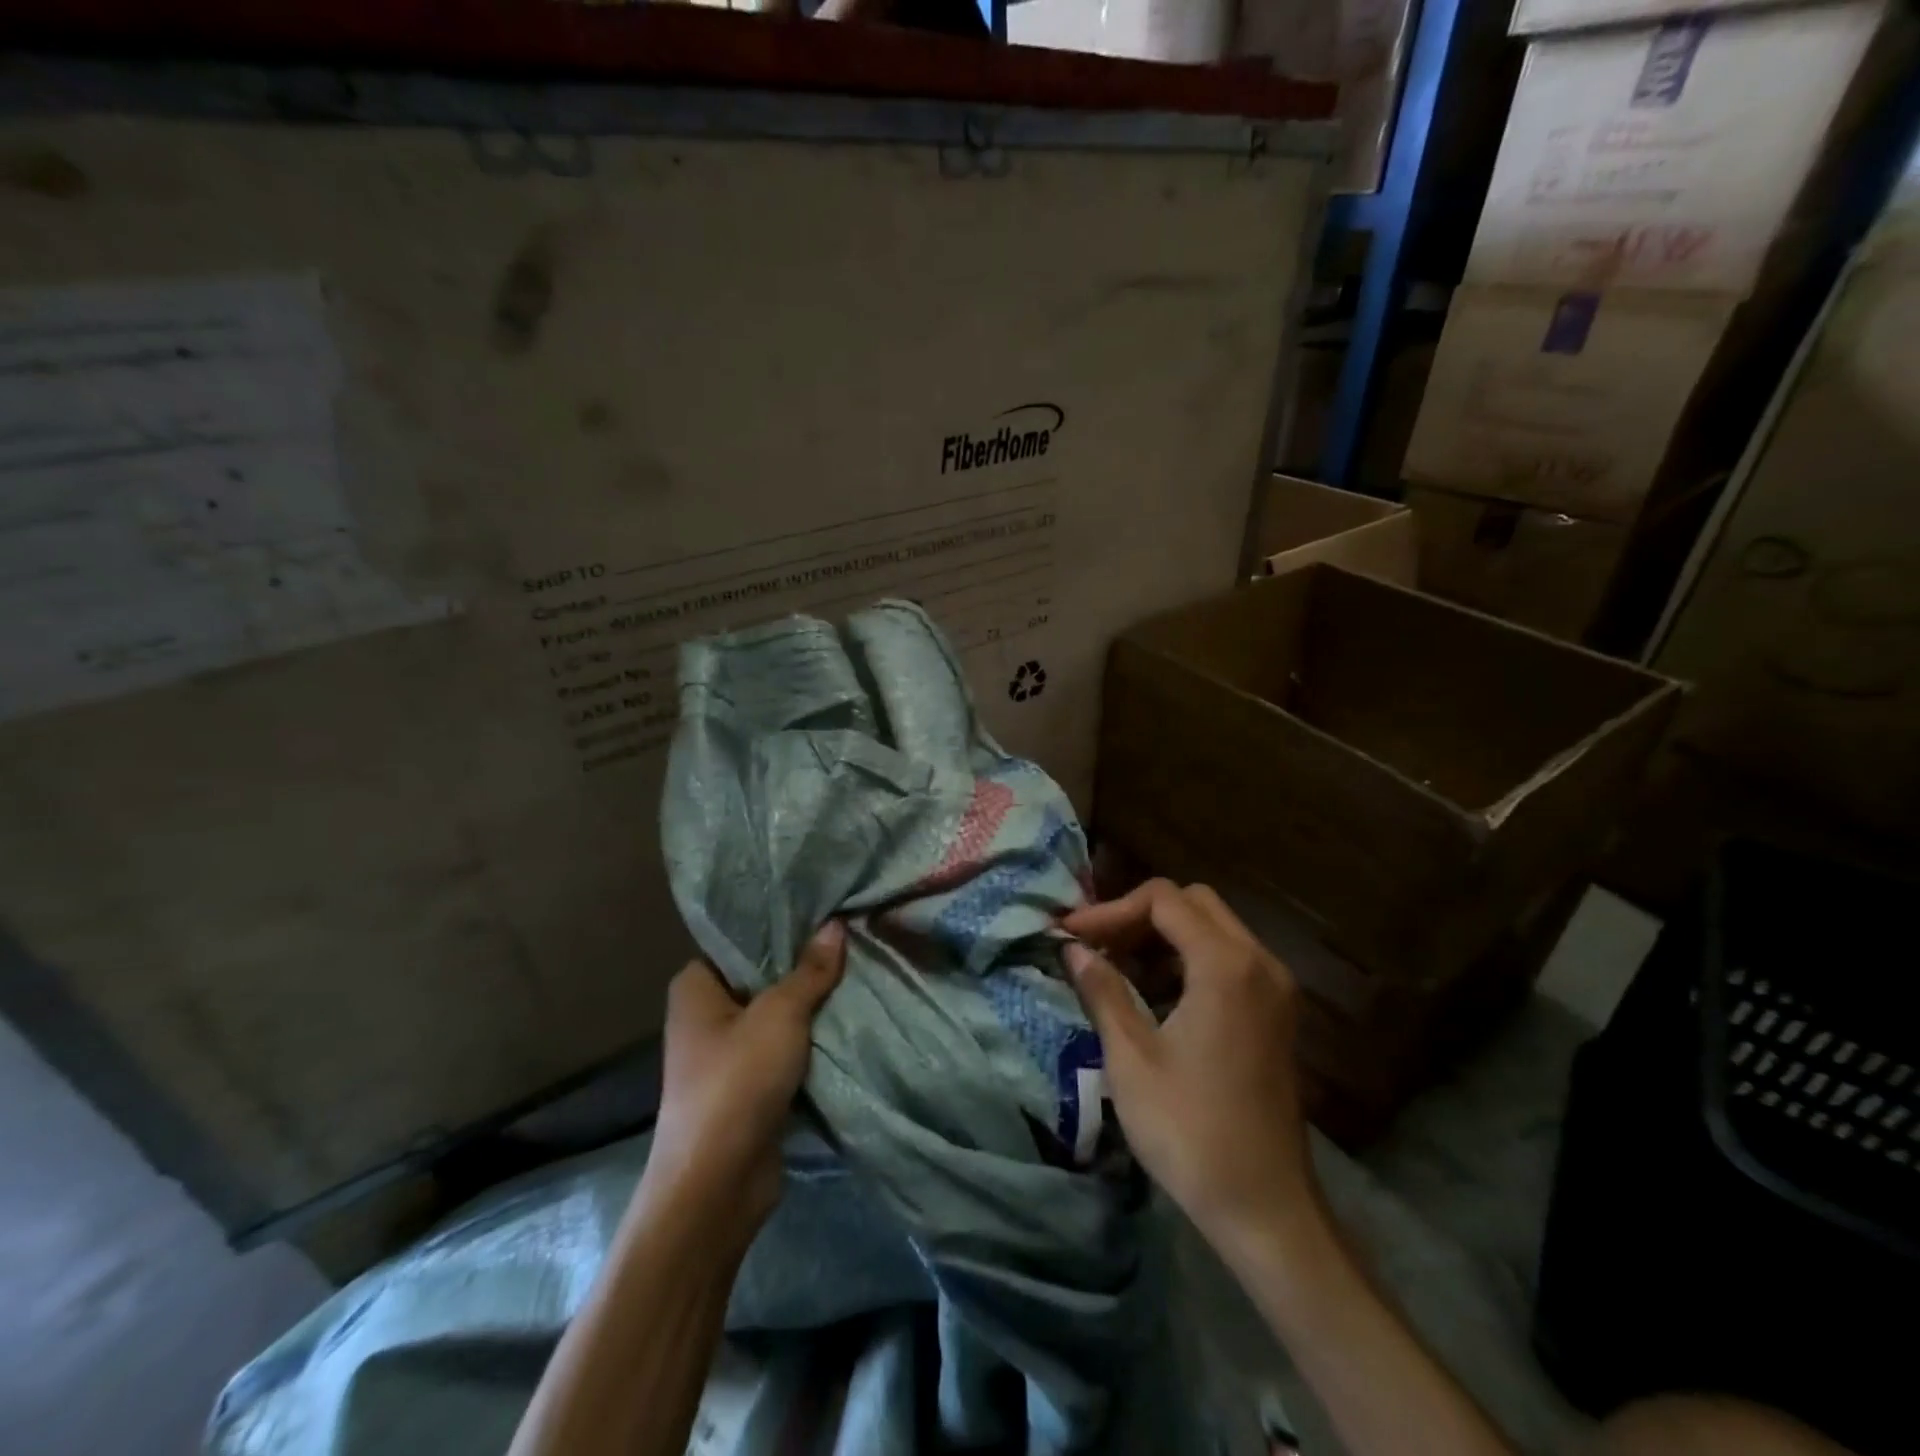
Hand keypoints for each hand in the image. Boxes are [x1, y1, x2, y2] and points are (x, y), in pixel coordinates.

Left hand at [642, 923, 845, 1236]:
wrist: (718, 1184)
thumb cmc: (737, 1081)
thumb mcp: (781, 1014)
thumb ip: (810, 970)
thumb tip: (836, 924)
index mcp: (695, 987)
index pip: (738, 940)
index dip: (778, 926)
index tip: (820, 909)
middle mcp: (705, 1016)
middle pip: (762, 977)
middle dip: (803, 965)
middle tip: (849, 935)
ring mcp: (727, 1054)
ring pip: (777, 1015)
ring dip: (811, 1005)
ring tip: (858, 969)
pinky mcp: (749, 1087)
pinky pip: (785, 1049)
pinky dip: (811, 1040)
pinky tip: (848, 1017)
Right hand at [1063, 880, 1313, 1255]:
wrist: (1265, 1209)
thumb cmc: (1190, 1131)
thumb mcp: (1131, 1058)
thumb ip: (1102, 990)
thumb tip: (1072, 949)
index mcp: (1226, 965)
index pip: (1163, 901)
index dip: (1110, 910)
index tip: (1070, 935)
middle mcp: (1259, 962)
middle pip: (1193, 904)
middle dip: (1138, 915)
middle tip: (1095, 945)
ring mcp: (1274, 988)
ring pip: (1213, 929)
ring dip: (1163, 936)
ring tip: (1115, 966)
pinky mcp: (1275, 1014)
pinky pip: (1229, 960)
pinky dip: (1187, 959)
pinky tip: (1152, 993)